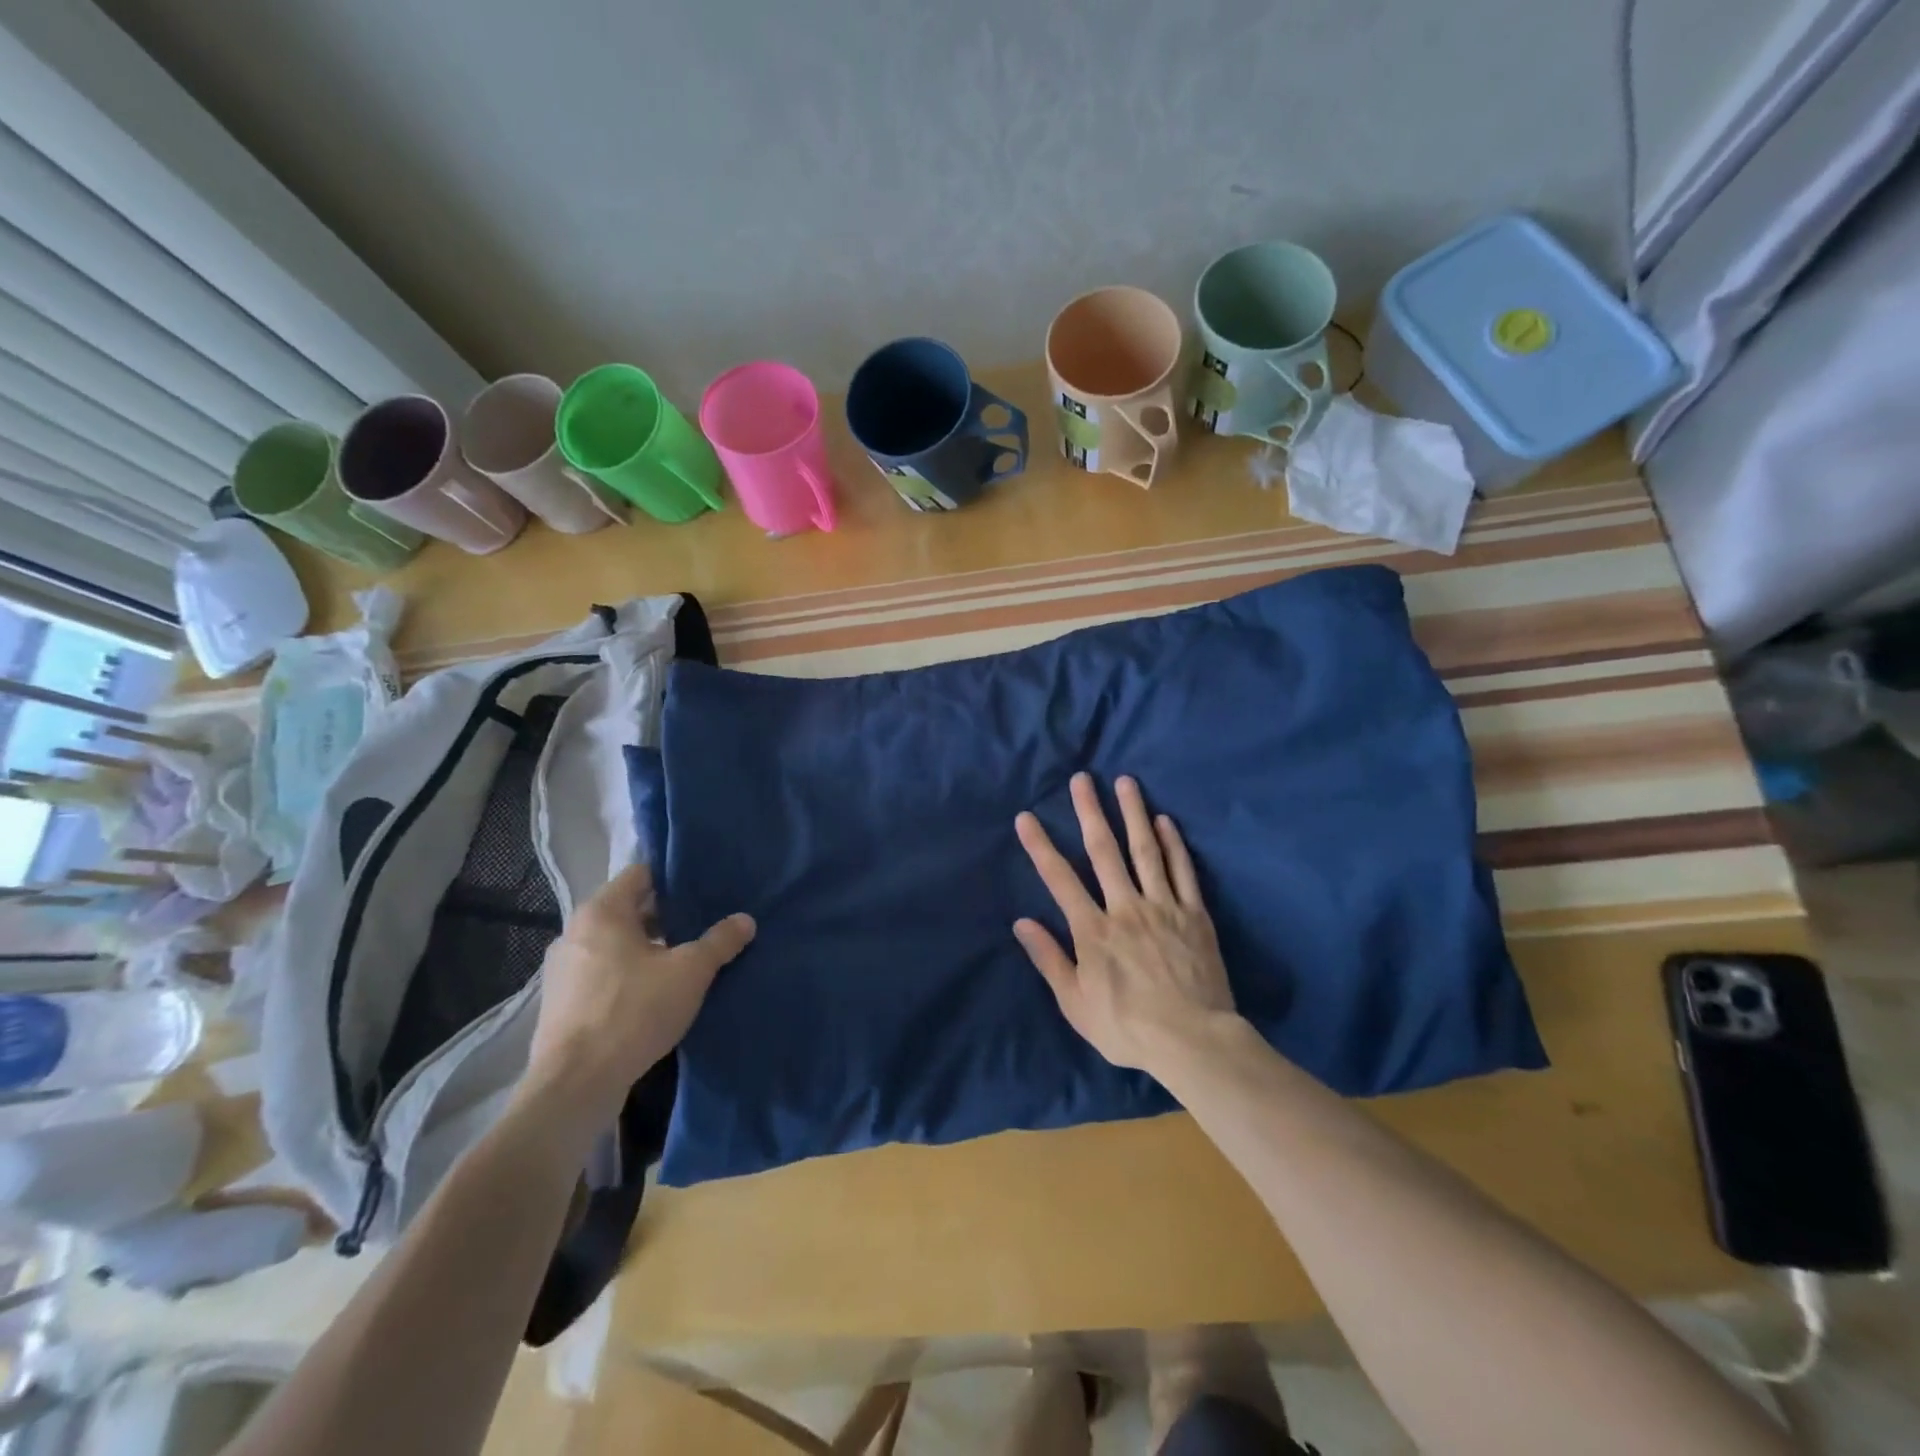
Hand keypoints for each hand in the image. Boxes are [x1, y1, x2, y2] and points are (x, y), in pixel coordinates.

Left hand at [522, 863, 753, 1122]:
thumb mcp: (690, 972)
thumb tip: (745, 920)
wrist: (575, 1086)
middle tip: (702, 927)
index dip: (674, 879)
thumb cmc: (633, 1012)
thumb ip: (719, 942)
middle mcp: (575, 932)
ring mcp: (563, 969)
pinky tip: (654, 996)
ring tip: (683, 962)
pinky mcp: (561, 1003)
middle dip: (666, 917)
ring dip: (647, 949)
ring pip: (615, 944)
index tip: (704, 890)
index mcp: (602, 911)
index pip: (641, 873)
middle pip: (629, 909)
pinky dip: (628, 975)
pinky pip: (602, 973)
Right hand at [1014, 773, 1237, 1075]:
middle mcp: (1125, 907)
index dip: (1040, 846)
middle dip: (1090, 812)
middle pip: (1104, 851)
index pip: (1060, 878)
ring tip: (1126, 782)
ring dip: (1133, 814)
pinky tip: (1165, 820)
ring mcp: (1163, 906)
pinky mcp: (1194, 914)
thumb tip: (1021, 922)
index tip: (1026, 818)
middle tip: (1082, 778)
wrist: (1193, 1041)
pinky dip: (1173, 844)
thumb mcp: (1076, 1003)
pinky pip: (1182, 871)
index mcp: (1093, 930)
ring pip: (1145, 851)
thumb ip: (1049, 959)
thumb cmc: (1127, 1027)